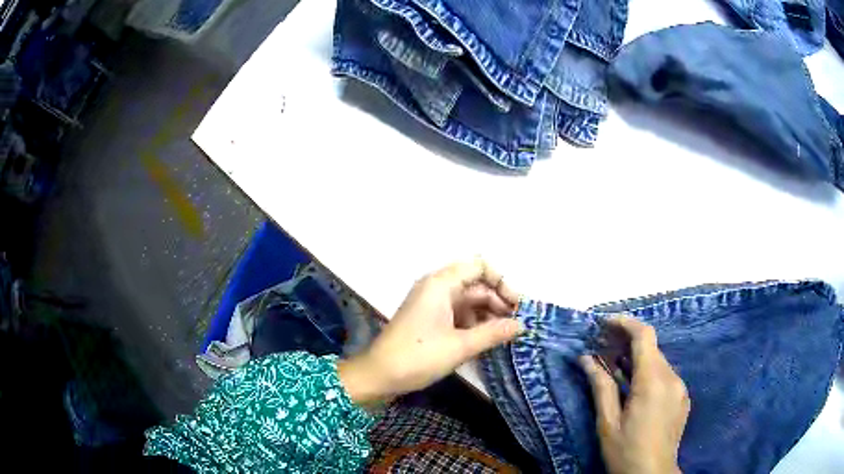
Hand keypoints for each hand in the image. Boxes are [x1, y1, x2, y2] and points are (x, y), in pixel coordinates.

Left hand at [338, 258, 522, 404]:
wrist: (378, 375)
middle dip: (498, 302)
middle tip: (517, 325)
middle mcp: (437, 288)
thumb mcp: (460, 346)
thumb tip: (522, 325)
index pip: (479, 267)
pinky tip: (488, 340)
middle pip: (476, 285)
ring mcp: (432, 304)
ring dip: (488, 315)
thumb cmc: (418, 356)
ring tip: (507, 335)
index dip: (501, 282)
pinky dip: (475, 324)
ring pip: (469, 302)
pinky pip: (459, 315)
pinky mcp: (430, 320)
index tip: (516, 305)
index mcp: (441, 284)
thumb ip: (494, 333)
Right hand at [580, 316, 689, 473]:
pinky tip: (633, 387)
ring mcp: (680, 388)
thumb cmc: (625, 451)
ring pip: (658, 362)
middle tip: (602, 347)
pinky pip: (665, 376)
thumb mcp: (607, 422)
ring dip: (637, 359)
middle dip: (627, 342)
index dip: (625, 323)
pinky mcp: (682, 398)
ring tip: (614, 366)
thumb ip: (600, 387)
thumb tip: (586, 359)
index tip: (604, 323)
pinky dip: (648, 373)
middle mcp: (671, 378)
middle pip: (651, 348)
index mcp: (652, 381)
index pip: (644, 336)